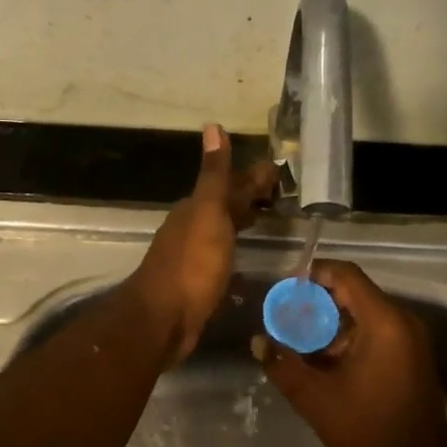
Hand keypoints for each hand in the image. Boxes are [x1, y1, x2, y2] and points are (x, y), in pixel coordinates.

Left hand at [126, 125, 277, 362]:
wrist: (164, 319)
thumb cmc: (191, 265)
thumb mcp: (207, 213)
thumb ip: (214, 176)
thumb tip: (212, 126)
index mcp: (196, 209)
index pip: (230, 184)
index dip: (254, 178)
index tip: (281, 174)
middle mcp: (192, 228)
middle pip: (226, 207)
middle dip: (250, 199)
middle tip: (282, 198)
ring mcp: (194, 257)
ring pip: (224, 232)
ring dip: (244, 224)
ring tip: (270, 223)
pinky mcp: (199, 284)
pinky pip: (223, 258)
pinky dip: (237, 252)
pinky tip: (248, 260)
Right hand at [252, 259, 446, 446]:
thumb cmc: (367, 431)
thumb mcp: (315, 399)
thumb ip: (283, 365)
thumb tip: (258, 342)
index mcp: (384, 323)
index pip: (346, 275)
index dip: (313, 275)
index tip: (285, 290)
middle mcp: (403, 323)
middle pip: (354, 294)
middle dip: (316, 305)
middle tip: (285, 322)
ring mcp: (411, 341)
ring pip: (364, 316)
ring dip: (331, 326)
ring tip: (299, 347)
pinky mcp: (412, 358)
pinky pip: (377, 334)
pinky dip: (349, 340)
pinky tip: (324, 364)